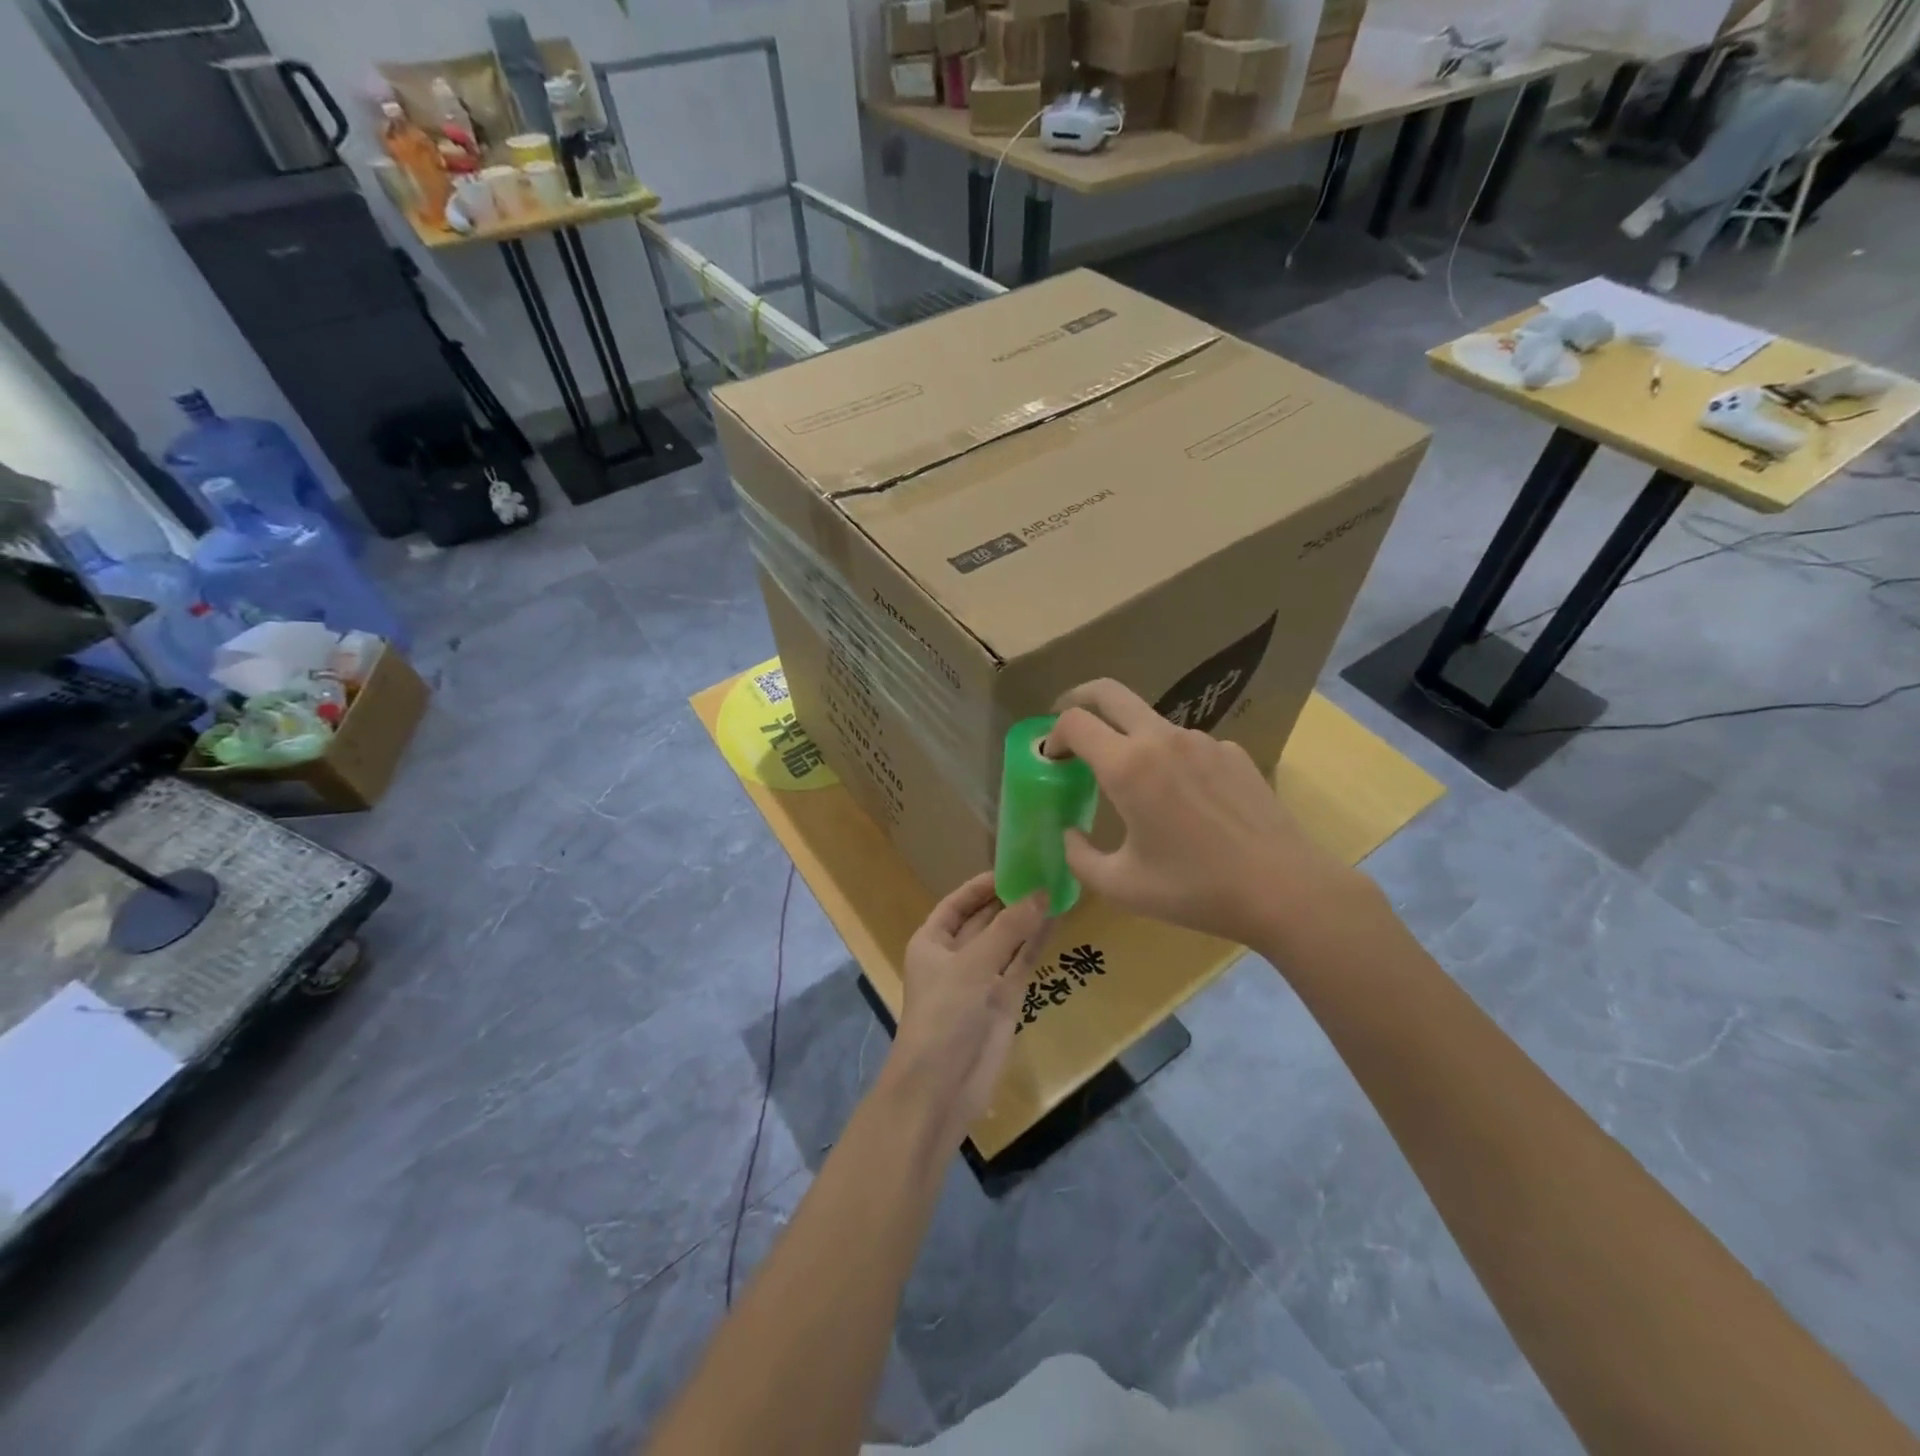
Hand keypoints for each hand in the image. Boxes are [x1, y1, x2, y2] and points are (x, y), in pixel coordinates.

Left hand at [888, 874, 1048, 1146]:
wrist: (942, 1086)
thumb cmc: (945, 1014)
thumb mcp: (973, 965)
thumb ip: (1009, 928)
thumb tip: (1040, 893)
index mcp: (932, 941)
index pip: (958, 902)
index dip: (983, 885)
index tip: (1015, 867)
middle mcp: (956, 955)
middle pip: (985, 918)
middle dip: (1011, 899)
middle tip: (1045, 872)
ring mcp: (981, 978)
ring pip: (1007, 940)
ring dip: (1027, 918)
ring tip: (1057, 889)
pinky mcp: (1004, 999)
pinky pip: (1021, 963)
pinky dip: (1036, 943)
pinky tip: (1057, 921)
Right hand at [1047, 679, 1363, 947]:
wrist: (1285, 890)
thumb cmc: (1195, 890)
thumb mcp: (1122, 886)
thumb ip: (1079, 857)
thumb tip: (1070, 833)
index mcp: (1129, 767)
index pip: (1075, 722)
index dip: (1052, 735)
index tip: (1051, 759)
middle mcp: (1163, 739)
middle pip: (1109, 693)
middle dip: (1079, 700)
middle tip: (1069, 725)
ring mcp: (1203, 741)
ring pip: (1150, 722)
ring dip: (1128, 739)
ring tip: (1134, 786)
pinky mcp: (1233, 752)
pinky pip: (1187, 746)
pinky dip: (1169, 760)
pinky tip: (1185, 804)